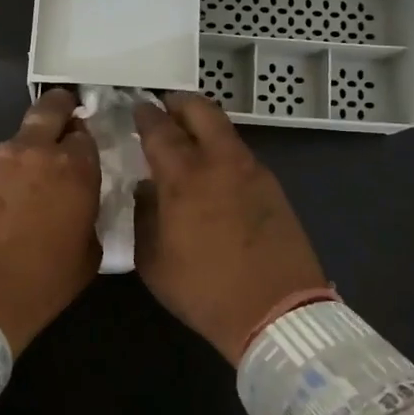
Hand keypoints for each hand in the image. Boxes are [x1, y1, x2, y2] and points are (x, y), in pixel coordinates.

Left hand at [0, 89, 101, 354]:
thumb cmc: (40, 284)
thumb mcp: (87, 256)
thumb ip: (87, 217)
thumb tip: (77, 206)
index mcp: (72, 170)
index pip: (84, 136)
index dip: (83, 143)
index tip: (80, 153)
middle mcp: (30, 152)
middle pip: (49, 110)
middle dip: (59, 108)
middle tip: (61, 116)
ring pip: (9, 145)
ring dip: (16, 159)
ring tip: (11, 195)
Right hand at [133, 92, 326, 364]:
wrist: (277, 311)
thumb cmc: (204, 290)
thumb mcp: (153, 261)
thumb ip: (144, 215)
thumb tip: (146, 188)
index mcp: (184, 177)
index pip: (160, 129)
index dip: (145, 114)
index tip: (136, 108)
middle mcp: (220, 161)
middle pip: (200, 110)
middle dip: (178, 103)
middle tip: (163, 108)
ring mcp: (252, 170)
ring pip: (225, 129)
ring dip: (202, 125)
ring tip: (186, 139)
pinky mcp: (272, 186)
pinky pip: (240, 153)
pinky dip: (221, 149)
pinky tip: (213, 171)